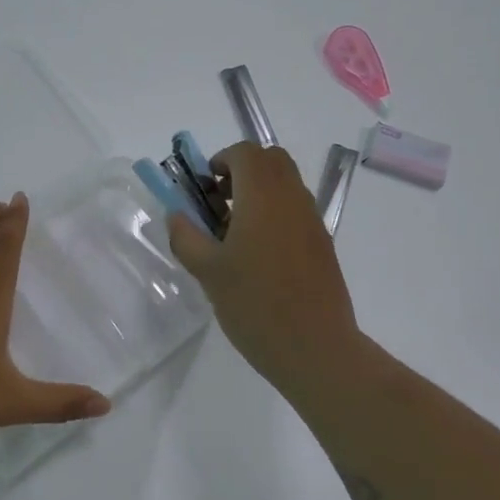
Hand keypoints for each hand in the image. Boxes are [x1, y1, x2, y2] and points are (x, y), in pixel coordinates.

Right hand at [166, 143, 365, 395]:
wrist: (315, 348)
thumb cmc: (255, 305)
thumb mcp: (207, 272)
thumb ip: (186, 237)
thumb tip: (176, 215)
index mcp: (263, 197)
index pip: (245, 152)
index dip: (221, 161)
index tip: (204, 189)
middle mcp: (292, 199)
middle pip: (270, 160)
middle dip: (241, 170)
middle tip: (219, 203)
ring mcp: (312, 220)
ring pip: (286, 184)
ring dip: (259, 191)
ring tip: (234, 233)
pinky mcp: (323, 243)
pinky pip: (296, 209)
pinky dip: (275, 212)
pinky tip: (258, 254)